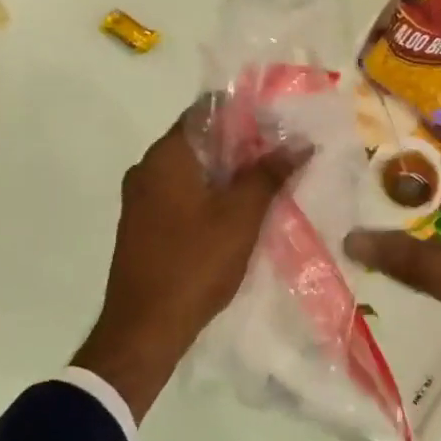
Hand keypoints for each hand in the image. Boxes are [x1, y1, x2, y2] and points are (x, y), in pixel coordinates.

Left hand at [72, 112, 306, 420]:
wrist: (144, 329)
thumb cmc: (194, 264)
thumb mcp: (241, 217)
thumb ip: (269, 175)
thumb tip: (299, 143)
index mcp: (166, 156)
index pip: (207, 111)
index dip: (247, 114)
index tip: (281, 126)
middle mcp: (147, 169)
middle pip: (201, 140)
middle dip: (243, 147)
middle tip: (283, 157)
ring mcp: (141, 200)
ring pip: (192, 171)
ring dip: (228, 174)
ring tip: (269, 184)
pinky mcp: (144, 226)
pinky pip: (182, 196)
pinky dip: (210, 196)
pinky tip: (239, 213)